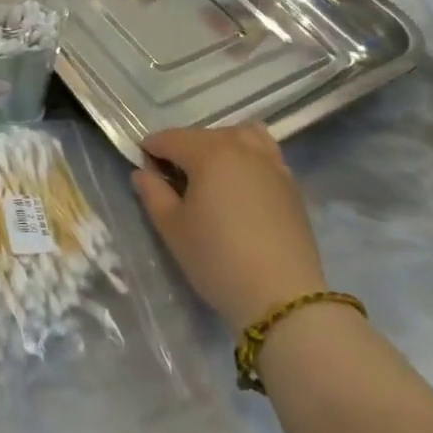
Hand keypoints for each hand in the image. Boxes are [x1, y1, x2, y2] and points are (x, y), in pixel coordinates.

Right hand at [132, 125, 327, 329]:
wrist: (283, 298)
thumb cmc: (218, 260)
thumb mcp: (173, 229)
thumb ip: (153, 193)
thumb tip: (142, 172)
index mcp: (207, 152)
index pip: (169, 138)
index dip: (150, 150)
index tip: (144, 171)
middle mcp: (240, 147)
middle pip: (202, 135)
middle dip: (182, 149)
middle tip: (173, 181)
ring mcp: (270, 162)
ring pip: (238, 135)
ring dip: (218, 145)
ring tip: (211, 174)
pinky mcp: (290, 183)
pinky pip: (264, 151)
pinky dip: (247, 155)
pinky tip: (241, 184)